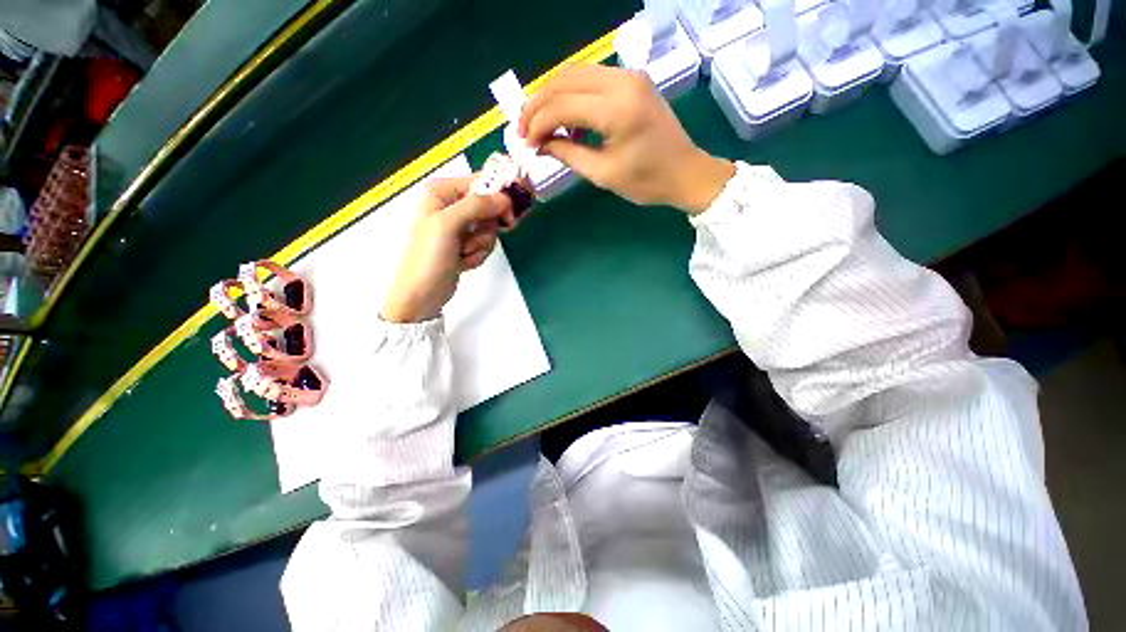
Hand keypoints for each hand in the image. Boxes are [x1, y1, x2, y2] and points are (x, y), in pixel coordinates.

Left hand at [382, 176, 514, 322]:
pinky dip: (478, 254)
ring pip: (490, 227)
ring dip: (480, 244)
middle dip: (486, 227)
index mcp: (442, 192)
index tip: (510, 214)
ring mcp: (460, 226)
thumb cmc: (429, 257)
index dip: (498, 196)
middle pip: (489, 206)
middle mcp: (451, 205)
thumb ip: (477, 206)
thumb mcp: (448, 225)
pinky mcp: (466, 244)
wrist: (422, 294)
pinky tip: (463, 261)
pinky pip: (485, 242)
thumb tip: (505, 198)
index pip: (481, 183)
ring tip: (462, 253)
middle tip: (477, 239)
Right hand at [519, 64, 733, 213]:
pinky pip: (592, 79)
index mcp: (617, 110)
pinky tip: (565, 117)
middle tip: (524, 130)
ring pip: (576, 73)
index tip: (526, 144)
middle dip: (538, 104)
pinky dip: (571, 95)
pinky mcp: (633, 80)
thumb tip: (539, 144)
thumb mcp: (603, 174)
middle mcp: (622, 82)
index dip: (537, 123)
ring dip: (552, 96)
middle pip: (564, 79)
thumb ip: (568, 154)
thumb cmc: (647, 182)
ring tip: (540, 124)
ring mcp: (629, 77)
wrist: (686, 172)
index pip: (562, 105)